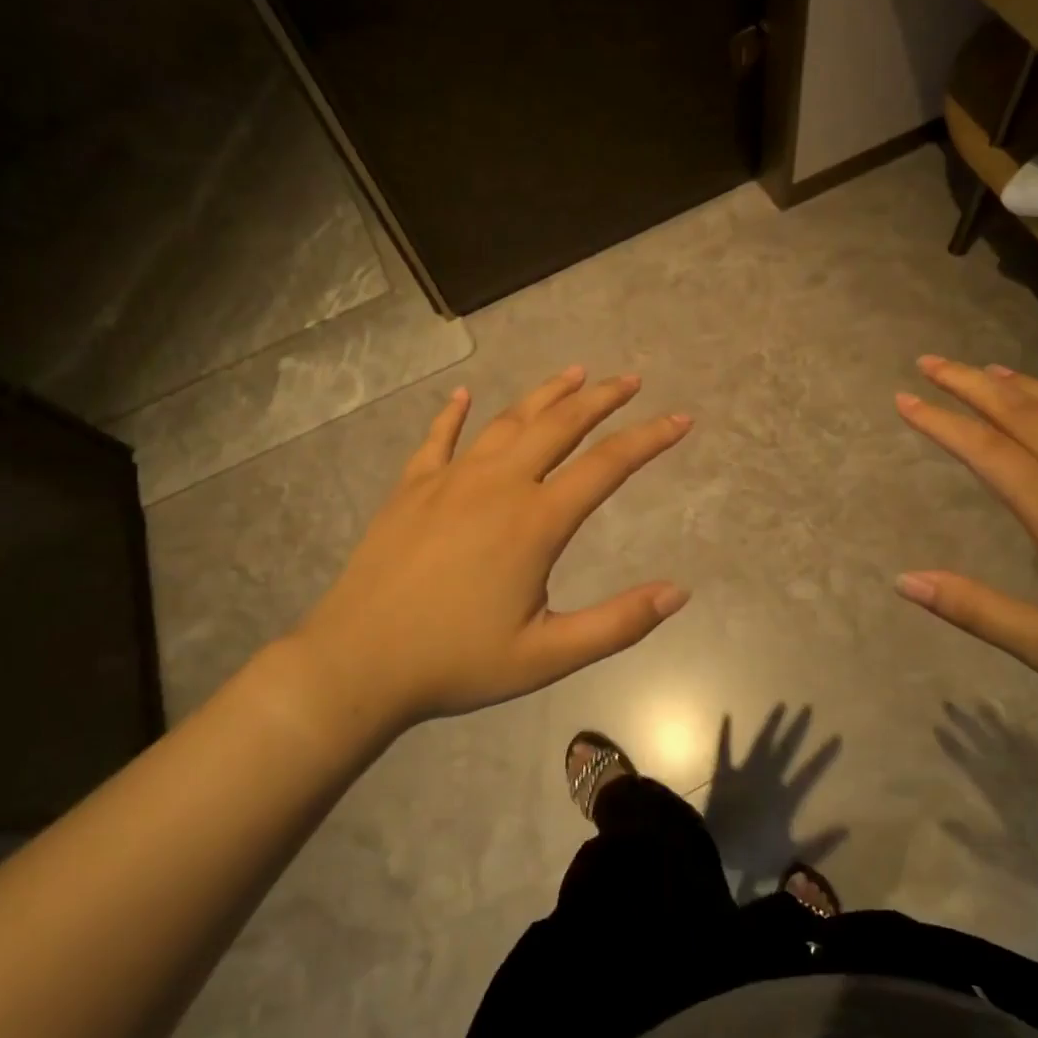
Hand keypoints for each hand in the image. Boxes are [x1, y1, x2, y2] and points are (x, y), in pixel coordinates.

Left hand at [289, 367, 692, 730]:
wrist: (357, 664)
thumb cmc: (456, 662)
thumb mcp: (548, 657)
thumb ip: (617, 624)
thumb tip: (678, 591)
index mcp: (535, 521)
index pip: (607, 465)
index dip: (649, 439)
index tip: (681, 419)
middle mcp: (497, 485)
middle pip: (559, 425)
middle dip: (601, 399)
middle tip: (630, 380)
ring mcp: (449, 480)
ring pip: (507, 421)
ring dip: (545, 394)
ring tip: (574, 373)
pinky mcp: (411, 488)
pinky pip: (437, 438)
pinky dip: (454, 414)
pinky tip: (464, 395)